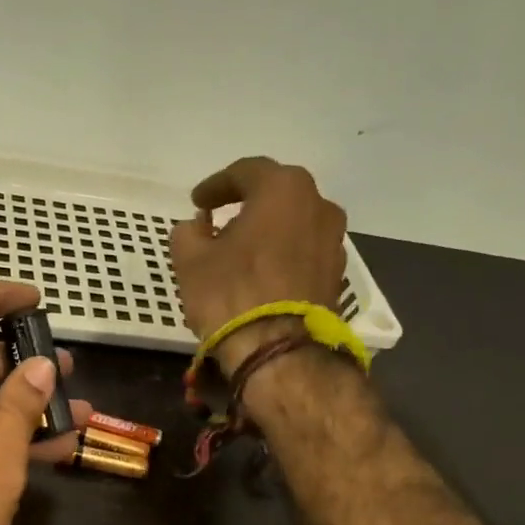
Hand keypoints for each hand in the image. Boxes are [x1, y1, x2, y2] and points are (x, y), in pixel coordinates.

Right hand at [169, 157, 347, 373]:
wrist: (280, 351)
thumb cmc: (231, 294)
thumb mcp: (190, 260)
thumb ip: (188, 232)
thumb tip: (197, 228)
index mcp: (283, 188)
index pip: (245, 172)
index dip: (215, 186)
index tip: (196, 202)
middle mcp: (319, 205)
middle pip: (276, 196)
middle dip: (246, 205)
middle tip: (220, 221)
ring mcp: (334, 241)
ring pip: (293, 225)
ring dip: (267, 232)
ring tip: (240, 252)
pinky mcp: (336, 275)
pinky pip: (303, 254)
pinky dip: (281, 257)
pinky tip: (261, 275)